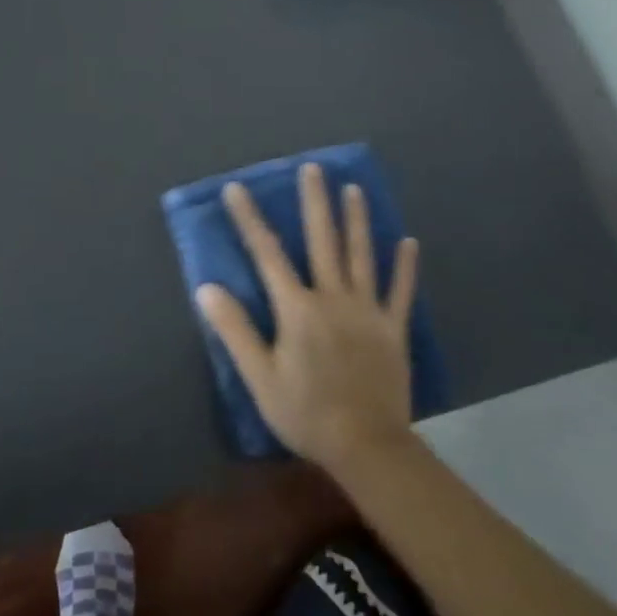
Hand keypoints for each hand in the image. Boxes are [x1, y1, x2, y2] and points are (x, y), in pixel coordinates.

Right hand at [197, 163, 420, 475]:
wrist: (368, 447)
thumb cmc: (306, 413)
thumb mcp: (260, 377)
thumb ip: (235, 330)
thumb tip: (207, 288)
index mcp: (297, 309)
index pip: (267, 254)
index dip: (250, 219)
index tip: (237, 188)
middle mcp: (333, 298)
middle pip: (323, 241)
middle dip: (315, 202)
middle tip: (313, 168)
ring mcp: (367, 312)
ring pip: (362, 256)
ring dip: (357, 220)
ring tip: (354, 188)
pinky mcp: (393, 329)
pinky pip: (400, 292)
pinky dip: (404, 267)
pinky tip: (408, 242)